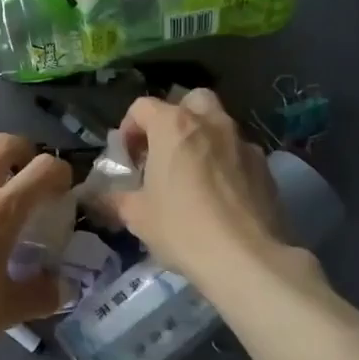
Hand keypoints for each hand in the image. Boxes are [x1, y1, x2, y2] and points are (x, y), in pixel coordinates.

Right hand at [98, 89, 294, 286]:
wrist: (246, 258)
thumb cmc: (182, 228)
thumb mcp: (136, 216)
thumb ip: (113, 199)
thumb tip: (94, 197)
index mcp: (173, 126)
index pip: (143, 106)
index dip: (129, 128)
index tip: (128, 157)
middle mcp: (210, 123)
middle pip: (190, 101)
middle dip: (175, 118)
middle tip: (165, 151)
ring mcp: (242, 143)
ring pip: (219, 125)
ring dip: (203, 139)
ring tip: (193, 175)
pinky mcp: (265, 167)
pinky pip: (239, 152)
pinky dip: (227, 163)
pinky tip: (221, 195)